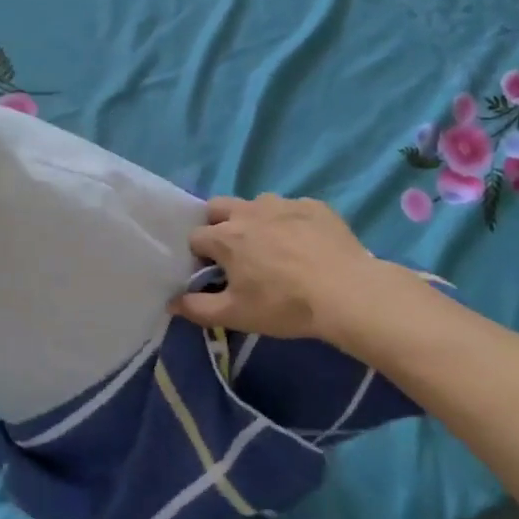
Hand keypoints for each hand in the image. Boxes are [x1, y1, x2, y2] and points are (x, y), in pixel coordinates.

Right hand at [169, 194, 395, 349]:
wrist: (347, 292)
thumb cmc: (284, 305)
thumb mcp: (236, 315)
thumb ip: (198, 309)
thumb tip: (172, 303)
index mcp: (225, 236)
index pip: (196, 237)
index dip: (200, 255)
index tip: (213, 273)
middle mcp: (248, 211)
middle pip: (218, 207)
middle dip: (218, 224)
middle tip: (236, 253)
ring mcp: (283, 203)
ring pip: (256, 205)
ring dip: (255, 221)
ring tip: (274, 249)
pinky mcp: (313, 205)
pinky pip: (292, 208)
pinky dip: (290, 222)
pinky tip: (306, 246)